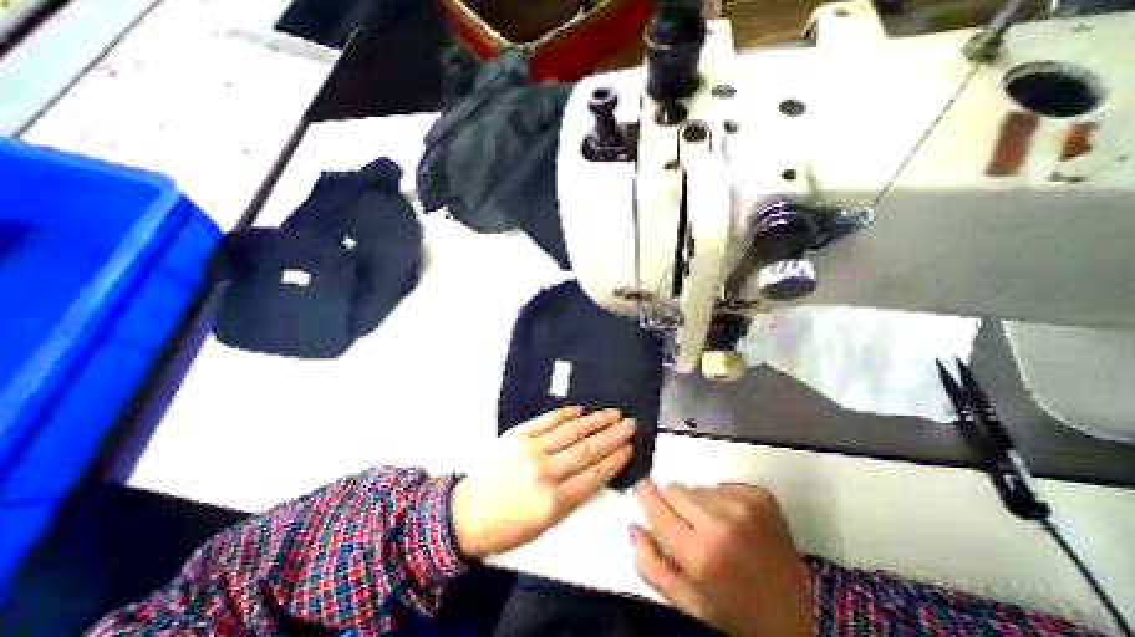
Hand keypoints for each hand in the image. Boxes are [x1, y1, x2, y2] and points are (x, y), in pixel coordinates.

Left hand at [448, 409, 634, 556]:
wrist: (466, 512)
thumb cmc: (508, 526)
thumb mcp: (545, 525)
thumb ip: (572, 497)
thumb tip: (596, 470)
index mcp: (553, 502)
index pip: (593, 474)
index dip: (615, 459)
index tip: (630, 446)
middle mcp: (545, 471)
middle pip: (587, 449)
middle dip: (613, 435)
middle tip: (631, 423)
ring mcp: (530, 449)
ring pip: (571, 431)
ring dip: (595, 420)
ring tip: (613, 413)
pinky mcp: (517, 435)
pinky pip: (547, 420)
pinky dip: (566, 413)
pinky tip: (581, 409)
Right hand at [629, 480, 817, 634]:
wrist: (793, 618)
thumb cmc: (730, 612)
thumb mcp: (684, 601)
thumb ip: (650, 564)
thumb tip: (634, 524)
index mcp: (699, 554)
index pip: (657, 506)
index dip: (646, 495)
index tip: (642, 489)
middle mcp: (721, 524)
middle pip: (675, 489)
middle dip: (674, 504)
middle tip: (687, 526)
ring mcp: (745, 507)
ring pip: (699, 487)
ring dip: (700, 504)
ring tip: (716, 530)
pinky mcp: (762, 497)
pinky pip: (723, 484)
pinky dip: (723, 500)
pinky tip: (735, 523)